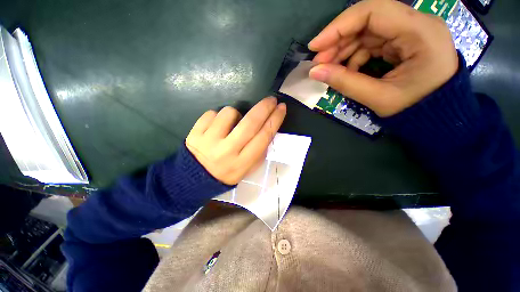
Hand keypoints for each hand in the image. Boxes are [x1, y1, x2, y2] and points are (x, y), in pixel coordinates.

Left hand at [185, 97, 285, 184]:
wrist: (196, 178)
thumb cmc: (226, 173)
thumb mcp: (247, 170)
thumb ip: (259, 152)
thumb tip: (267, 129)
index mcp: (242, 163)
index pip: (263, 137)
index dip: (275, 120)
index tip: (282, 108)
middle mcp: (227, 151)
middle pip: (250, 123)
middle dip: (264, 108)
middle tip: (271, 99)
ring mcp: (209, 141)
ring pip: (230, 113)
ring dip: (236, 114)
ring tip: (232, 124)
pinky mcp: (195, 133)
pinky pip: (211, 113)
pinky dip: (218, 116)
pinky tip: (216, 127)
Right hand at [308, 0, 457, 116]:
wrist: (436, 117)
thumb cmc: (415, 110)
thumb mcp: (378, 98)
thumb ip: (345, 82)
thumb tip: (314, 72)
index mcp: (420, 32)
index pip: (373, 12)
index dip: (339, 27)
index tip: (315, 46)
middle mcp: (417, 24)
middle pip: (367, 20)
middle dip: (338, 41)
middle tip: (318, 63)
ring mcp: (410, 32)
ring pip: (366, 32)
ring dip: (343, 50)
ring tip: (328, 69)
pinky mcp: (402, 42)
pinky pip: (371, 43)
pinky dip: (354, 57)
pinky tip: (346, 71)